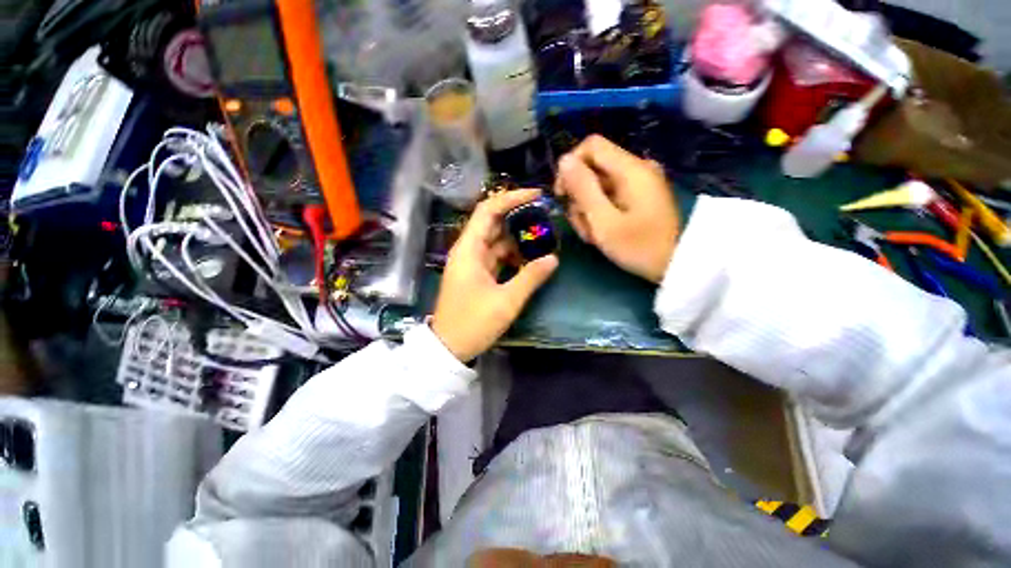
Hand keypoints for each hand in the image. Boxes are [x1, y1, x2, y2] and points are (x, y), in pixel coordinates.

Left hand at [431, 190, 558, 361]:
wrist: (449, 347)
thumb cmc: (473, 323)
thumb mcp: (506, 301)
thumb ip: (530, 277)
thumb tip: (553, 258)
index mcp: (469, 250)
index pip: (488, 211)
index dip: (511, 199)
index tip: (536, 195)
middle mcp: (468, 251)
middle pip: (493, 223)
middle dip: (518, 218)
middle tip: (545, 217)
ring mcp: (472, 263)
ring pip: (496, 241)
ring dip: (517, 239)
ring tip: (543, 237)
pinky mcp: (476, 275)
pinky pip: (496, 257)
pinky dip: (512, 255)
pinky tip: (529, 258)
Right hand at [554, 135, 679, 282]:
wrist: (677, 266)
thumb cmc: (639, 246)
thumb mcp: (604, 221)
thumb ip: (583, 189)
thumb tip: (564, 160)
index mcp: (630, 169)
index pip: (591, 146)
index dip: (570, 166)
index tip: (562, 195)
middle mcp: (636, 169)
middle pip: (593, 169)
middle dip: (579, 197)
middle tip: (582, 227)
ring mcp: (639, 183)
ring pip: (598, 186)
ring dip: (588, 210)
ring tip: (593, 236)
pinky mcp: (639, 196)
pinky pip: (610, 196)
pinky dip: (600, 213)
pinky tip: (602, 233)